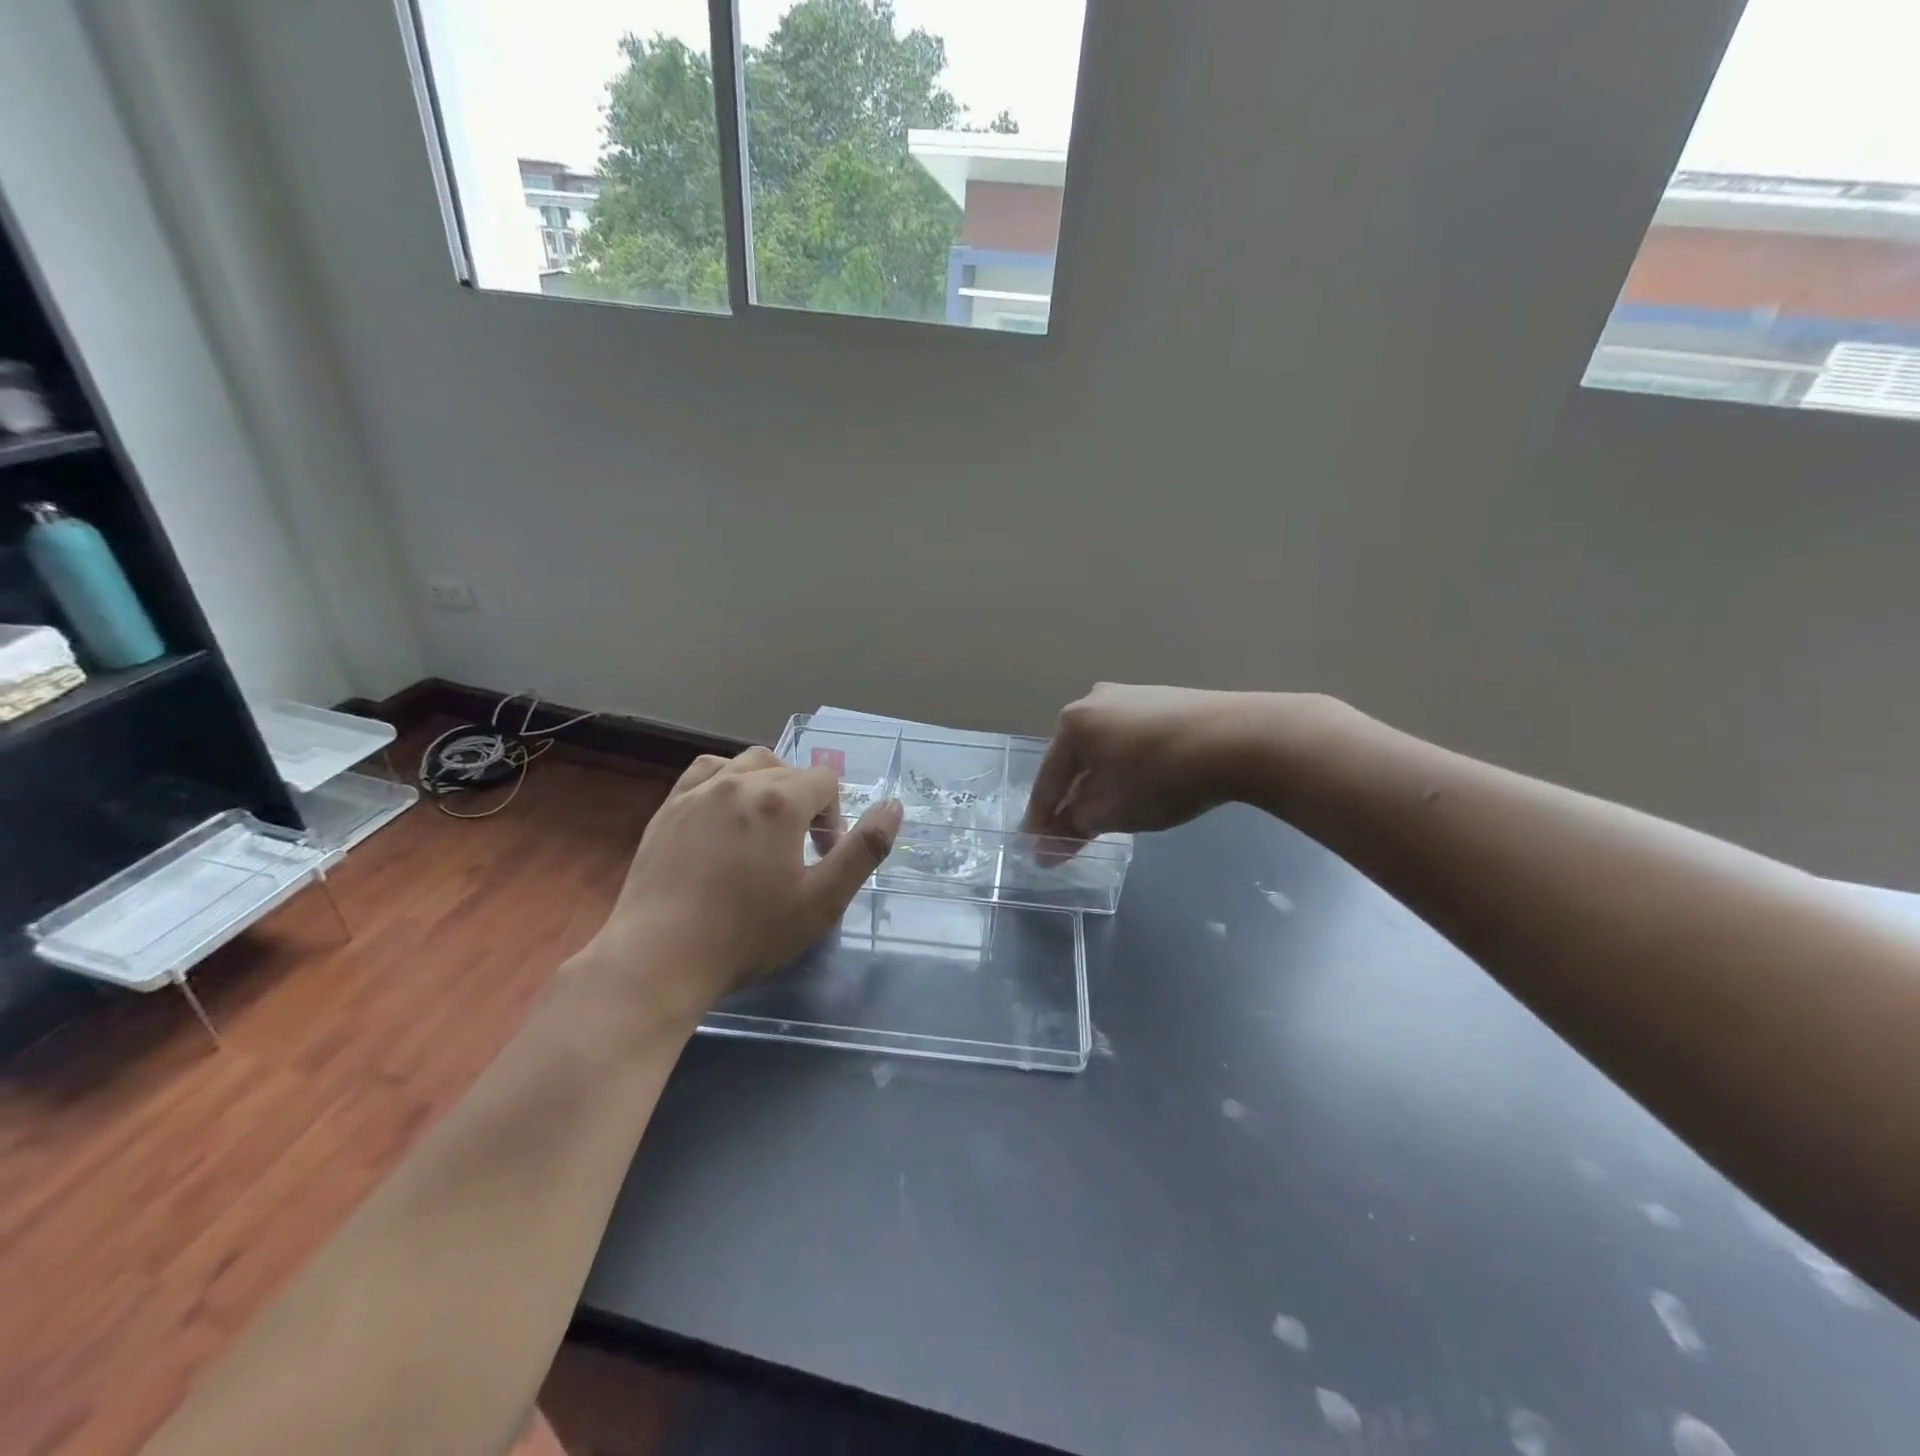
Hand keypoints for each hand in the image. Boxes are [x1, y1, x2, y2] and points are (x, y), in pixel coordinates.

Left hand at [587, 746, 902, 1024]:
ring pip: (748, 763)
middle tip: (799, 853)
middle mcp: (739, 781)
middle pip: (789, 771)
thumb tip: (894, 806)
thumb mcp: (823, 900)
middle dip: (805, 804)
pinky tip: (725, 815)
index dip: (834, 818)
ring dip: (768, 785)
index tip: (823, 860)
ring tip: (765, 828)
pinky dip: (727, 782)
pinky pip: (707, 772)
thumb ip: (864, 849)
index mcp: (780, 800)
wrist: (660, 959)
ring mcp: (698, 792)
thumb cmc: (748, 933)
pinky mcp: (668, 808)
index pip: (825, 782)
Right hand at [1021, 684, 1274, 862]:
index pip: (1047, 780)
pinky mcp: (1163, 701)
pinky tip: (1136, 786)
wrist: (1240, 738)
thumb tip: (1045, 849)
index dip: (1040, 820)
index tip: (1035, 850)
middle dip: (1070, 801)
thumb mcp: (1110, 810)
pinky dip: (1124, 768)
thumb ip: (1073, 829)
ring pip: (1102, 751)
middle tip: (1070, 836)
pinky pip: (1129, 741)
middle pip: (1073, 762)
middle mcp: (1095, 701)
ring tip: (1104, 815)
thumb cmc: (1161, 776)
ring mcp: (1131, 696)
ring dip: (1098, 784)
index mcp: (1072, 723)